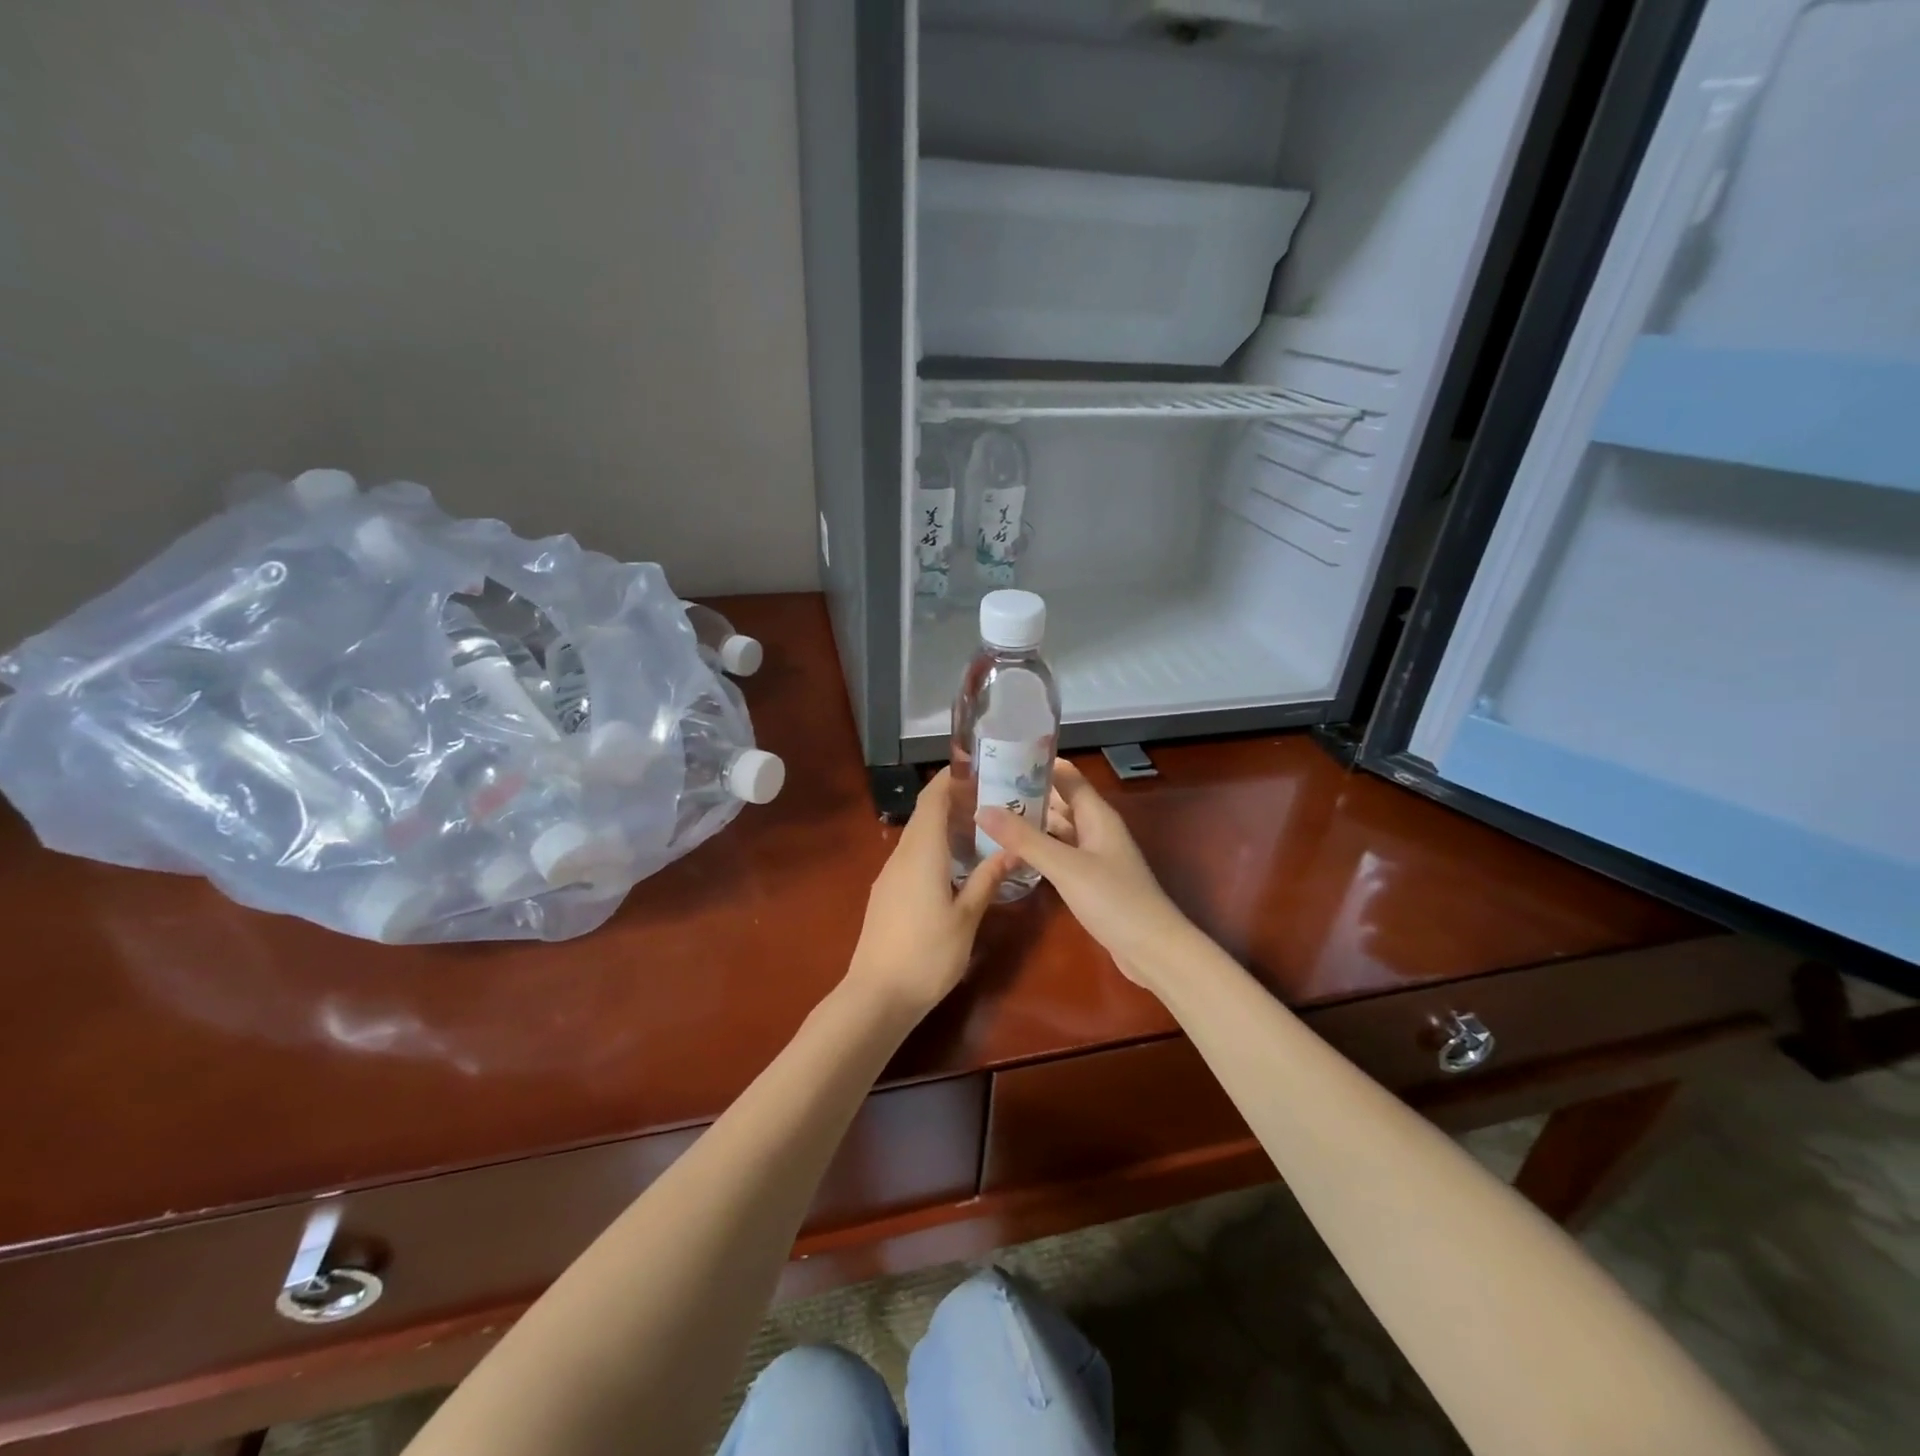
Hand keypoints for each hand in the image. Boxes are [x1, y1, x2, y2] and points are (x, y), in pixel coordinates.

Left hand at [845, 768, 1010, 1020]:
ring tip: (979, 833)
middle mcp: (901, 856)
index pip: (932, 799)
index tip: (978, 770)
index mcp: (921, 852)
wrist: (877, 995)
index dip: (951, 779)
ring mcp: (889, 876)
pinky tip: (955, 867)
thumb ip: (987, 879)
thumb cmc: (928, 954)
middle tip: (991, 803)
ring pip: (917, 837)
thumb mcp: (966, 917)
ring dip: (944, 827)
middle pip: (924, 814)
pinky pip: (911, 857)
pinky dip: (933, 849)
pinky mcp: (885, 894)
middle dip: (953, 801)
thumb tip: (1013, 851)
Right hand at [977, 758, 1195, 992]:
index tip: (1000, 756)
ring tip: (990, 816)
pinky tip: (1012, 854)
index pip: (1066, 776)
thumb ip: (1025, 839)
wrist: (1153, 950)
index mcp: (1096, 815)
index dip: (1037, 764)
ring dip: (1030, 823)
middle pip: (1059, 801)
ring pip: (1058, 829)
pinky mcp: (1090, 880)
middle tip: (983, 789)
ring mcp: (1094, 856)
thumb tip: (982, 809)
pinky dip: (1038, 850)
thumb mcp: (1065, 867)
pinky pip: (1059, 854)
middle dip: (1026, 793)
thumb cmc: (1114, 900)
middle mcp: (1096, 829)